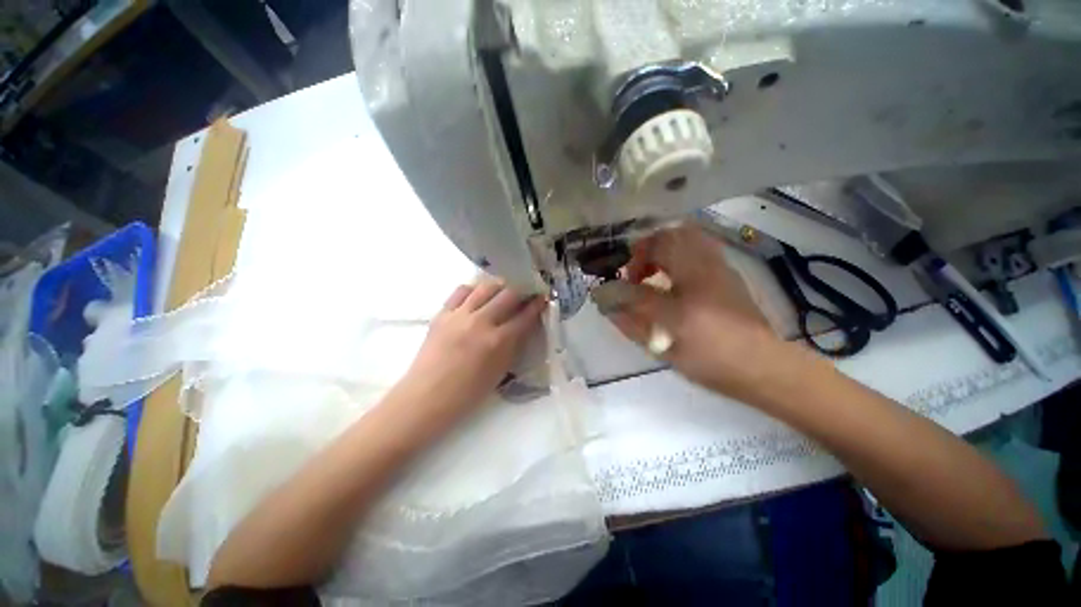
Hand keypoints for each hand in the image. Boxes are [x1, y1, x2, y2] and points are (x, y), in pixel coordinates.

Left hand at [398, 278, 545, 417]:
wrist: (427, 397)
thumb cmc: (468, 392)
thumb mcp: (500, 371)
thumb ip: (513, 345)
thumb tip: (522, 326)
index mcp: (498, 342)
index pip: (524, 316)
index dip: (537, 305)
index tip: (542, 297)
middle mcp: (481, 323)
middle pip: (508, 294)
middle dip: (522, 289)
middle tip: (525, 291)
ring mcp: (459, 315)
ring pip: (485, 287)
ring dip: (499, 285)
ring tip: (504, 288)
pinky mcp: (442, 314)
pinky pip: (461, 291)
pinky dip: (473, 289)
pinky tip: (477, 295)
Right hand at [601, 224, 783, 401]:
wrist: (764, 369)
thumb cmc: (711, 358)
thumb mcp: (665, 344)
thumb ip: (632, 320)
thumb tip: (606, 302)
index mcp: (691, 282)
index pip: (651, 256)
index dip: (631, 265)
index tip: (625, 282)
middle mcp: (706, 267)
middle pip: (673, 235)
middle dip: (648, 248)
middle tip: (638, 272)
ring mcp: (720, 269)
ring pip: (688, 237)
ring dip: (664, 248)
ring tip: (653, 273)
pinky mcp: (728, 276)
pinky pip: (700, 248)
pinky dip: (680, 254)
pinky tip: (674, 281)